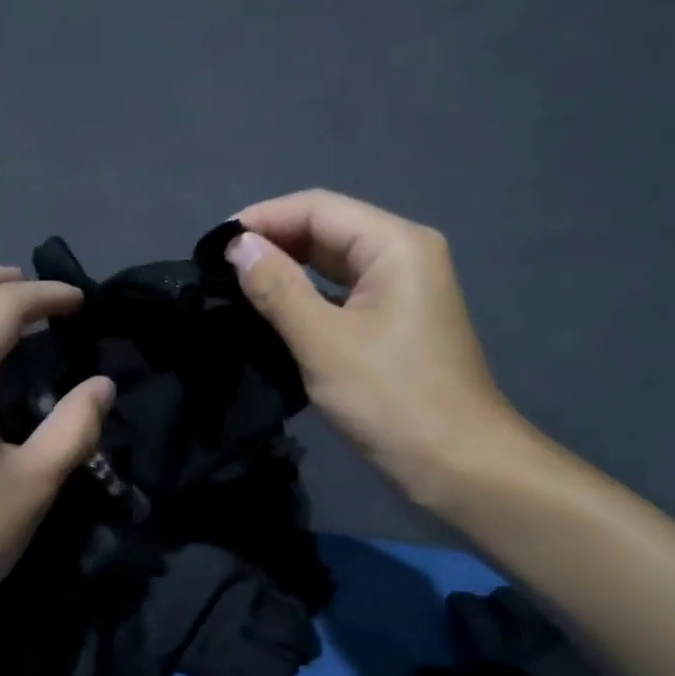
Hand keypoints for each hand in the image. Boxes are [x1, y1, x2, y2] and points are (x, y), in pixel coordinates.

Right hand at [227, 189, 525, 509]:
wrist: (460, 467)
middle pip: (328, 229)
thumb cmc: (392, 400)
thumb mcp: (324, 342)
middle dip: (273, 243)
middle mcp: (404, 254)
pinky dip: (308, 296)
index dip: (262, 219)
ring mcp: (403, 289)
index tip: (214, 247)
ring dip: (288, 270)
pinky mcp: (397, 321)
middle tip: (218, 269)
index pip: (317, 208)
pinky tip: (275, 310)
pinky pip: (344, 293)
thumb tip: (238, 246)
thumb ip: (277, 288)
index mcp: (395, 245)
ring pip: (334, 263)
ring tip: (237, 286)